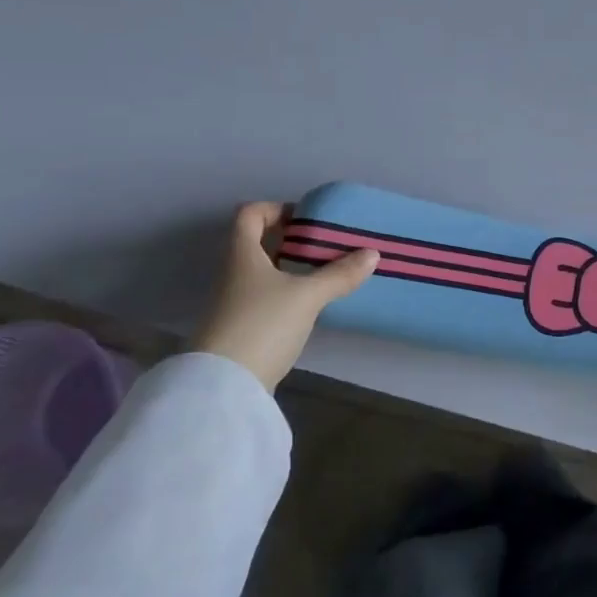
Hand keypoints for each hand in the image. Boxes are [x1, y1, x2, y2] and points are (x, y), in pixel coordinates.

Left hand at [193, 202, 378, 391]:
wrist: (224, 387)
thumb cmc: (262, 325)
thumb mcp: (307, 296)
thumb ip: (339, 275)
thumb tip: (372, 254)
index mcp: (242, 254)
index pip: (250, 214)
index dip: (276, 208)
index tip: (307, 219)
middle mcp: (233, 274)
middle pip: (257, 243)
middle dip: (290, 241)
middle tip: (325, 245)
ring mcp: (233, 304)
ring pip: (263, 273)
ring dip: (290, 269)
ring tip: (325, 274)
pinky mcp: (240, 330)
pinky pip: (265, 299)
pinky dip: (286, 295)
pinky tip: (310, 306)